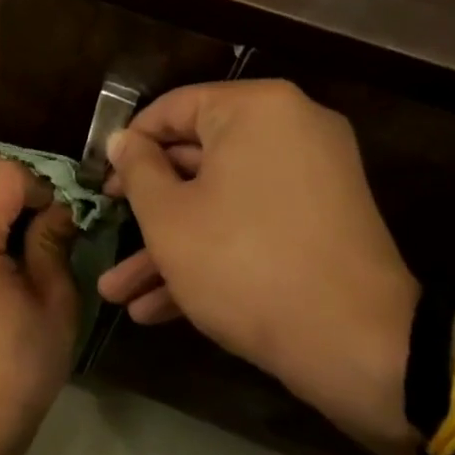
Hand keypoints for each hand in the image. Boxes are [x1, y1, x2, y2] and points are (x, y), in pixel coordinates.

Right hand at [97, 80, 419, 454]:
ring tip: (117, 294)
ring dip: (168, 247)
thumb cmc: (242, 263)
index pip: (173, 109)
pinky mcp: (320, 225)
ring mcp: (311, 180)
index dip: (128, 145)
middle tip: (104, 231)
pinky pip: (252, 225)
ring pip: (220, 202)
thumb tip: (122, 140)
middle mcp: (290, 131)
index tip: (100, 181)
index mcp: (256, 109)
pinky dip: (211, 255)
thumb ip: (137, 169)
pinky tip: (156, 309)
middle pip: (197, 160)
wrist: (355, 345)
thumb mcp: (169, 217)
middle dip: (145, 210)